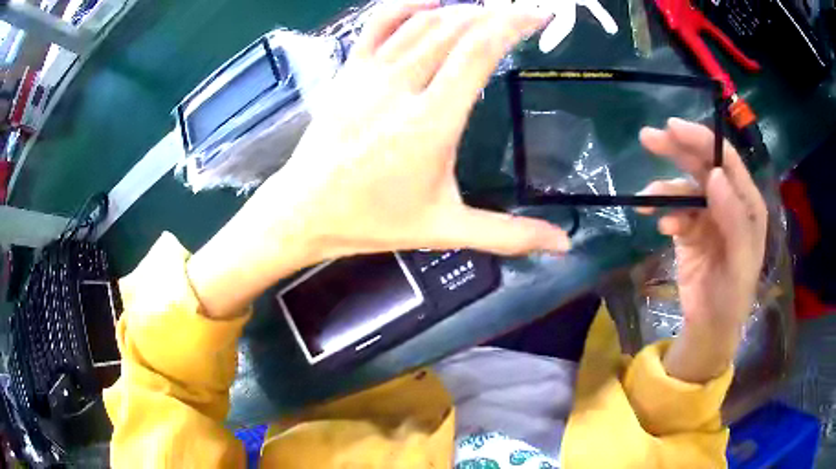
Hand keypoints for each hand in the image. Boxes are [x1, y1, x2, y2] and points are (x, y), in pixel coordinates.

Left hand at [187, 1, 568, 318]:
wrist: (304, 209)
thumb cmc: (372, 220)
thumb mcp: (446, 228)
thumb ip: (508, 234)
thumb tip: (563, 245)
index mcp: (430, 122)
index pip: (478, 51)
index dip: (512, 23)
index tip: (538, 15)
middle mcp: (401, 86)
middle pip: (455, 28)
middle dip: (495, 13)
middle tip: (523, 13)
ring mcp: (369, 73)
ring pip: (422, 22)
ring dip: (461, 10)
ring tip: (489, 12)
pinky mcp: (349, 71)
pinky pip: (378, 23)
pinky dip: (407, 6)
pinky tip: (431, 4)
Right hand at [638, 118, 767, 382]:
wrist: (710, 326)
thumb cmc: (732, 296)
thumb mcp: (740, 261)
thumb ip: (734, 218)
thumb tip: (715, 175)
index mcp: (746, 204)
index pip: (725, 160)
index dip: (702, 140)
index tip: (673, 127)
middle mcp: (727, 202)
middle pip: (702, 164)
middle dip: (677, 149)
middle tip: (648, 138)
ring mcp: (707, 215)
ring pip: (684, 186)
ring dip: (664, 188)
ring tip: (646, 200)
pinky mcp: (689, 230)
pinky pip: (673, 210)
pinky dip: (663, 212)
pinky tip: (660, 224)